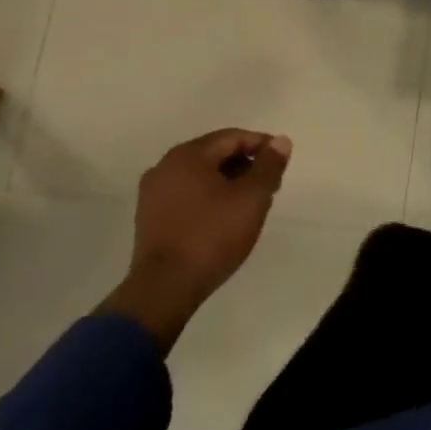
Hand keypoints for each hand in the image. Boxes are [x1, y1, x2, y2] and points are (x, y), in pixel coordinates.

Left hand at [99, 129, 291, 350]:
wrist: (163, 291)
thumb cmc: (211, 236)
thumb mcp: (252, 198)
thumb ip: (269, 165)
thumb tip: (280, 141)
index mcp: (188, 155)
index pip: (233, 138)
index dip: (261, 146)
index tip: (281, 163)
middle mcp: (165, 167)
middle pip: (215, 155)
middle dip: (245, 165)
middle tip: (269, 184)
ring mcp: (153, 195)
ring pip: (201, 176)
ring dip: (228, 183)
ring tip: (250, 203)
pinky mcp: (149, 220)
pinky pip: (187, 196)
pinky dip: (209, 198)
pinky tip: (224, 218)